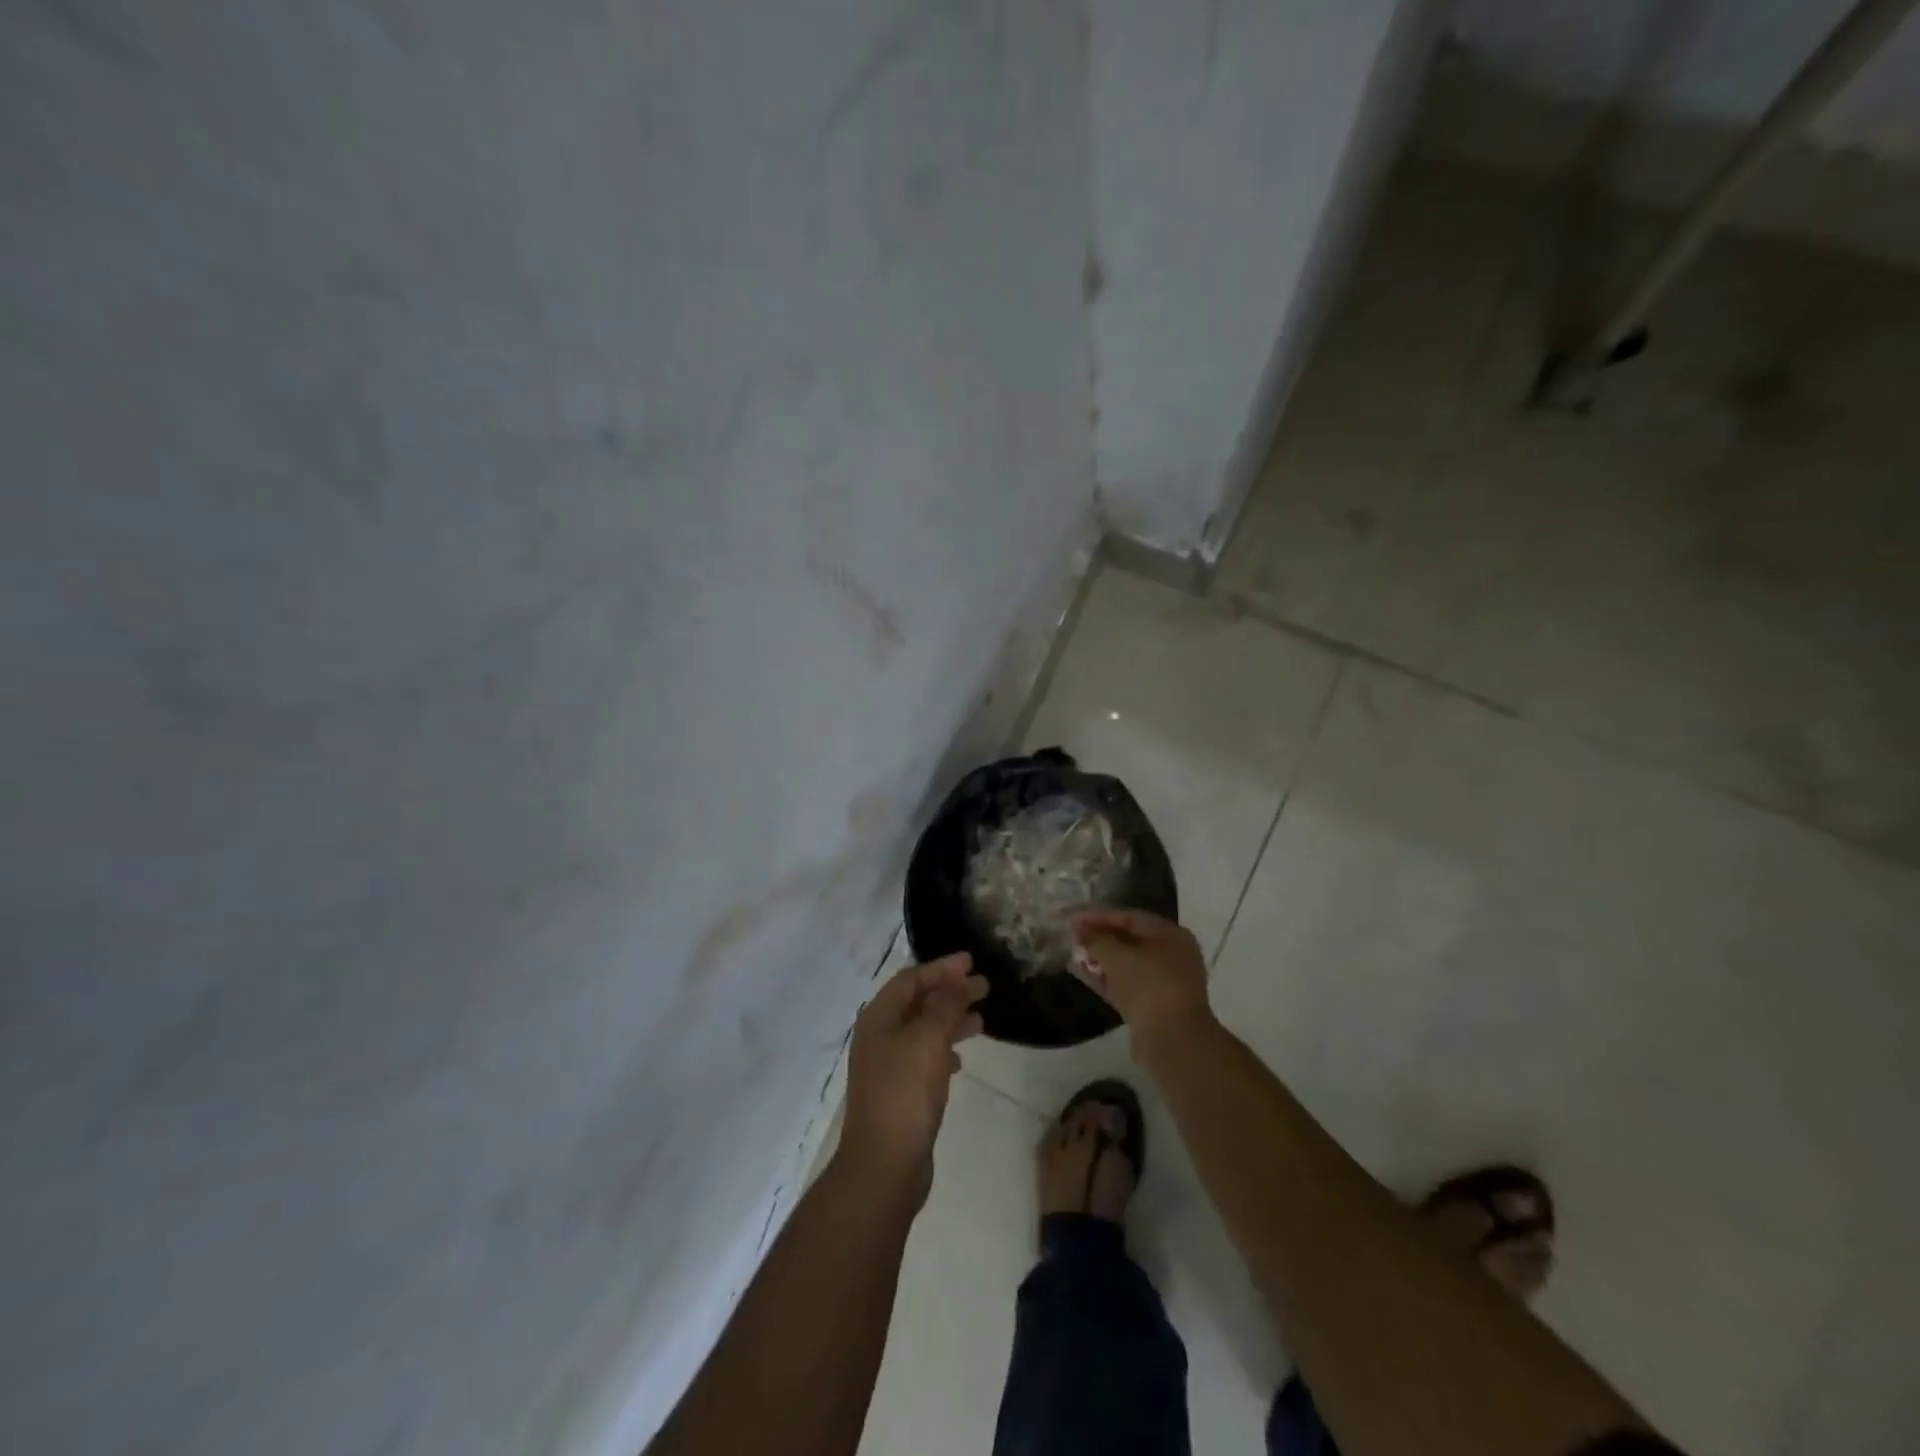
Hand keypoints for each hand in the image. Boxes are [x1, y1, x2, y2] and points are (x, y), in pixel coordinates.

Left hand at [838, 953, 987, 1194]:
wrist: (883, 1165)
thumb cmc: (904, 1093)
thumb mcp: (928, 1040)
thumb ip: (945, 1005)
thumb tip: (958, 979)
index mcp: (879, 1017)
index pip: (911, 978)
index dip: (941, 967)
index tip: (971, 962)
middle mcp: (879, 1036)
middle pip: (917, 1002)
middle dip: (949, 992)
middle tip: (984, 986)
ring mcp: (887, 1066)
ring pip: (922, 1030)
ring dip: (950, 1020)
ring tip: (980, 1020)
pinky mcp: (899, 1092)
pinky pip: (924, 1057)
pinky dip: (943, 1049)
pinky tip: (959, 1059)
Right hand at [1070, 909, 1212, 1037]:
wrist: (1172, 1040)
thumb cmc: (1149, 986)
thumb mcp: (1118, 956)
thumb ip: (1096, 939)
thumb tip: (1080, 929)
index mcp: (1171, 936)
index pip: (1131, 918)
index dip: (1100, 916)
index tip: (1073, 918)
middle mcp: (1170, 956)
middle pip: (1129, 940)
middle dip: (1100, 937)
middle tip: (1072, 935)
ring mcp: (1161, 983)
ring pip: (1125, 964)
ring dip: (1099, 958)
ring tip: (1072, 952)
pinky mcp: (1150, 1006)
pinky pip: (1123, 984)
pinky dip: (1103, 978)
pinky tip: (1078, 972)